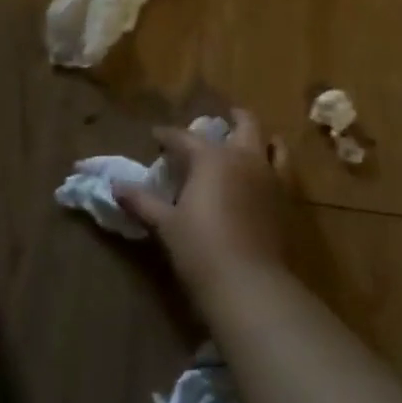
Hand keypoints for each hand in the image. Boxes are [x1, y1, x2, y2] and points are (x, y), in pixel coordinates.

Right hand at [115, 108, 292, 301]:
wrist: (249, 284)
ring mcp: (270, 177)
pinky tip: (265, 175)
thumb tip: (115, 186)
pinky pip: (285, 171)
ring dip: (260, 138)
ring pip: (272, 143)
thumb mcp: (165, 224)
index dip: (167, 135)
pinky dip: (276, 163)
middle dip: (231, 118)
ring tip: (249, 142)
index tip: (156, 136)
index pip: (184, 137)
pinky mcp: (286, 200)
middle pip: (244, 124)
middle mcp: (244, 157)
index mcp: (211, 157)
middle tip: (218, 121)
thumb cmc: (200, 248)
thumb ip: (142, 201)